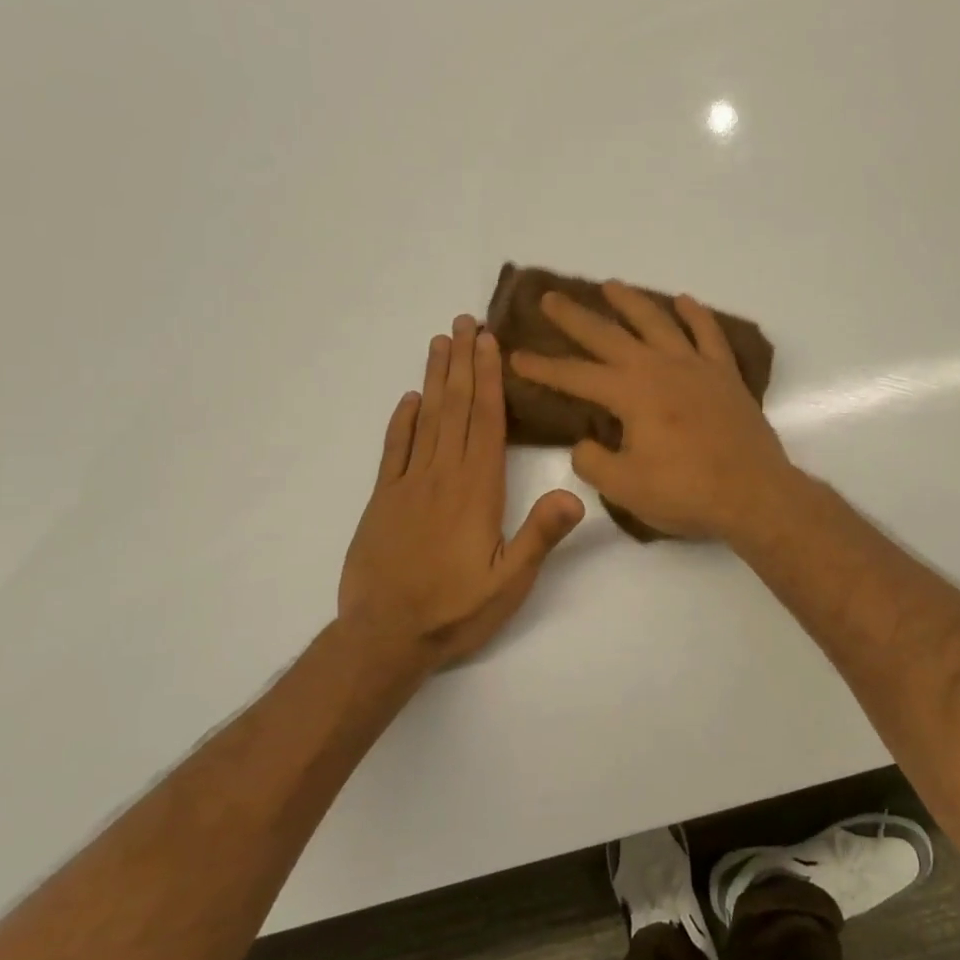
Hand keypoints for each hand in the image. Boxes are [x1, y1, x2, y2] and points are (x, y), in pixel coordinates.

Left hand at [340, 315, 583, 671]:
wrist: (385, 637)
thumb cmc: (455, 610)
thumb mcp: (510, 581)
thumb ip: (540, 535)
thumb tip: (575, 492)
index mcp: (477, 489)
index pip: (486, 421)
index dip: (488, 378)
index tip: (488, 342)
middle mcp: (442, 475)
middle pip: (455, 408)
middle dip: (462, 363)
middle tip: (464, 322)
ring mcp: (408, 485)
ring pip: (425, 419)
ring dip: (434, 379)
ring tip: (439, 343)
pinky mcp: (384, 500)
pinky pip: (394, 450)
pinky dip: (401, 421)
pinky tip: (408, 399)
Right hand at [510, 283, 793, 540]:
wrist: (753, 494)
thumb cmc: (686, 492)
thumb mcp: (624, 487)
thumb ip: (593, 461)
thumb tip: (584, 442)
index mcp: (630, 394)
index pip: (575, 376)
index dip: (543, 367)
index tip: (516, 355)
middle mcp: (659, 368)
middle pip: (609, 335)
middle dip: (575, 317)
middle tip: (550, 297)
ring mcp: (695, 366)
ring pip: (657, 321)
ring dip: (630, 302)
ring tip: (610, 286)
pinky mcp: (725, 374)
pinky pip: (709, 334)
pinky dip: (695, 315)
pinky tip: (684, 301)